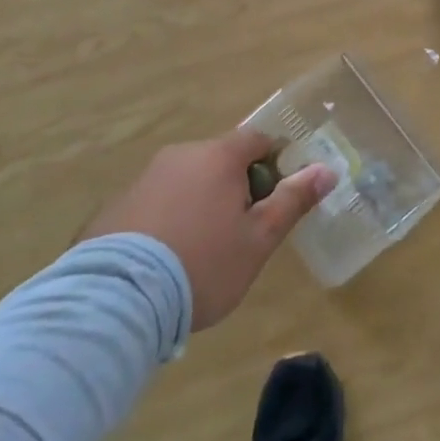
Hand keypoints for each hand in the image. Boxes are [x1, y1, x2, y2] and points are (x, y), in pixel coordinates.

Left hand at [79, 131, 336, 330]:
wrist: (116, 301)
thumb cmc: (203, 265)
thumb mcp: (258, 239)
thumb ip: (293, 201)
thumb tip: (327, 169)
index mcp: (219, 157)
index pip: (256, 139)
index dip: (272, 162)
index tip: (273, 196)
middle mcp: (180, 156)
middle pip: (218, 161)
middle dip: (233, 188)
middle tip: (238, 233)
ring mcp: (142, 180)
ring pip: (183, 182)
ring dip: (197, 204)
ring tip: (196, 254)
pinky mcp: (111, 208)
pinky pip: (151, 205)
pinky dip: (163, 222)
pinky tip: (160, 263)